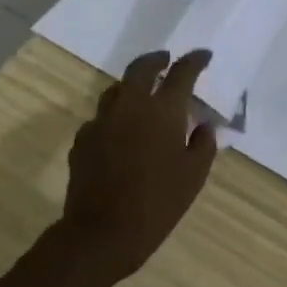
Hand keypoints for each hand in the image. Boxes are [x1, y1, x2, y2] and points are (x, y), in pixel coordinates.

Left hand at [59, 49, 217, 278]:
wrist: (103, 231)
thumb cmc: (158, 203)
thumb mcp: (194, 176)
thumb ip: (203, 144)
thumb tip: (203, 125)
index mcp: (162, 110)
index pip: (182, 73)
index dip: (194, 60)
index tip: (203, 55)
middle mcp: (130, 106)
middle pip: (141, 68)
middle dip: (157, 59)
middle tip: (167, 60)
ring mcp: (101, 120)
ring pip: (116, 90)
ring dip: (132, 85)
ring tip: (143, 93)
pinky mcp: (83, 139)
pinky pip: (102, 118)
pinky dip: (115, 116)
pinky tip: (121, 132)